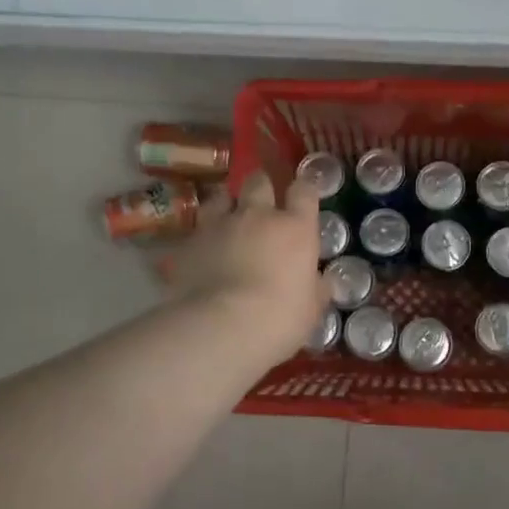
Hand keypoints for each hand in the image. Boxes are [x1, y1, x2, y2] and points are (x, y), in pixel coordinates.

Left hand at [161, 171, 323, 366]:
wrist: (222, 327)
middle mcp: (257, 215)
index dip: (303, 191)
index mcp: (295, 228)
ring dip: (226, 204)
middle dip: (261, 188)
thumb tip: (320, 283)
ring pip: (221, 196)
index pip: (303, 191)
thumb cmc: (280, 317)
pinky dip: (201, 236)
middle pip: (259, 182)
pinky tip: (202, 251)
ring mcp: (219, 225)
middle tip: (262, 203)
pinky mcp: (189, 242)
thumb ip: (315, 289)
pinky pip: (196, 229)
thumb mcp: (311, 309)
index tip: (301, 199)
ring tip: (227, 219)